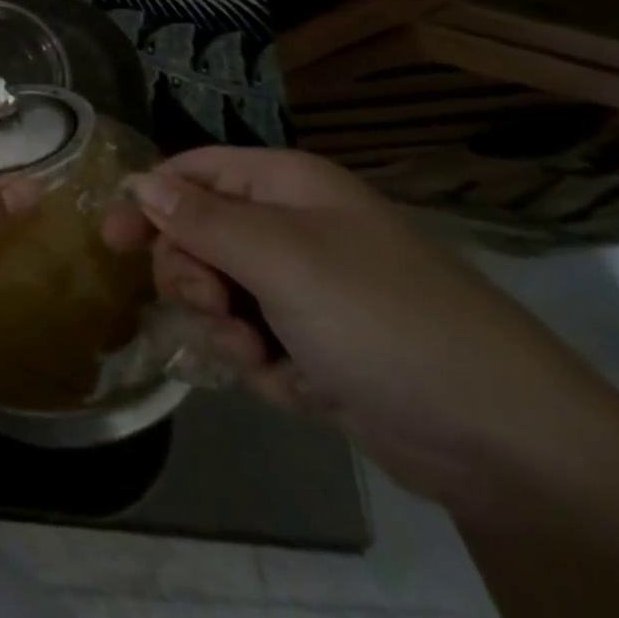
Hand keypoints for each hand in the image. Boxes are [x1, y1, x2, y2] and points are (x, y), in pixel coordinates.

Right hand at [103, 147, 618, 506]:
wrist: (507, 444)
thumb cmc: (382, 319)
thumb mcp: (280, 257)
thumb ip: (199, 218)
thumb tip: (139, 182)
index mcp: (286, 187)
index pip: (192, 172)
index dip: (147, 199)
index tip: (111, 241)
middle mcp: (293, 228)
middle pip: (197, 235)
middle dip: (192, 275)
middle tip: (211, 306)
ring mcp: (307, 289)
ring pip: (219, 293)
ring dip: (223, 327)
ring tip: (257, 357)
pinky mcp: (318, 345)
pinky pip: (253, 341)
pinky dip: (262, 365)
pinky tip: (298, 386)